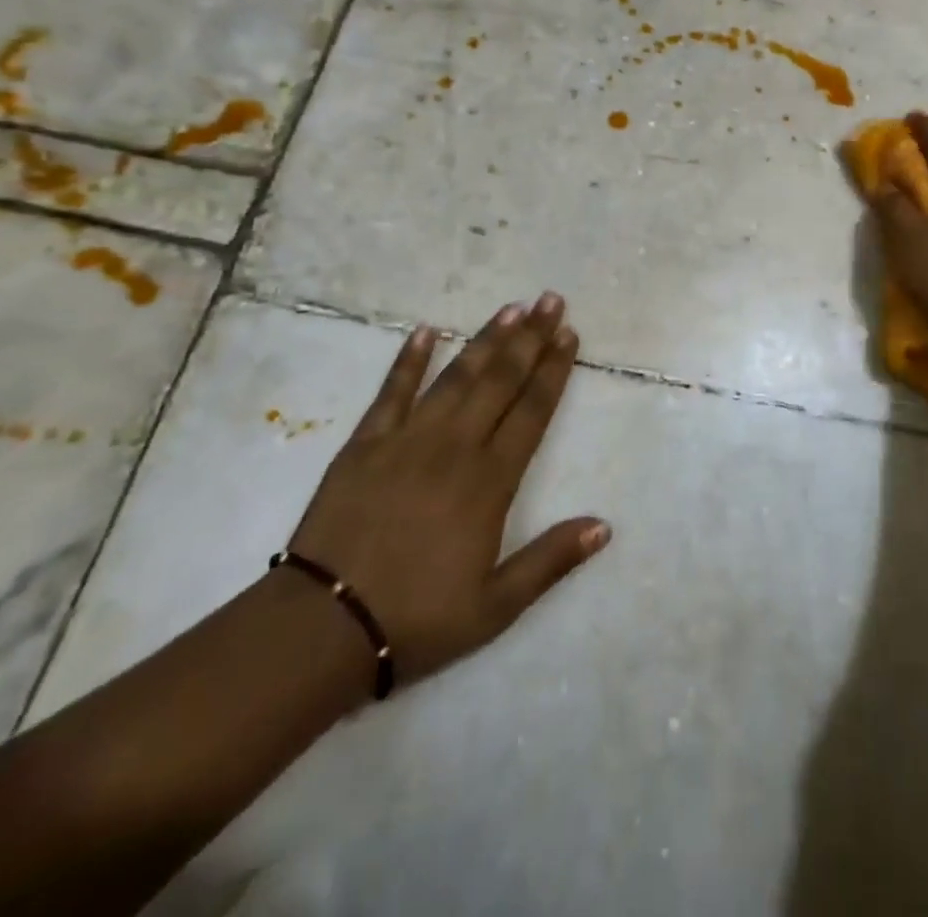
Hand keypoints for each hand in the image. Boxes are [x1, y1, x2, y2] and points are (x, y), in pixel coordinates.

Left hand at [286, 293, 608, 689]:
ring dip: (486, 339)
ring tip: (510, 307)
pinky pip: (392, 390)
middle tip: (550, 300)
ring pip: (457, 376)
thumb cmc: (417, 618)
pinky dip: (409, 359)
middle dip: (530, 337)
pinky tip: (425, 330)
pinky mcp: (365, 443)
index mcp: (490, 481)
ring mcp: (407, 439)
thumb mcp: (496, 606)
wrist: (323, 628)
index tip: (570, 334)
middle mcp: (455, 446)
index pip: (532, 411)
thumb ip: (551, 560)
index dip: (554, 369)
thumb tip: (604, 525)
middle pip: (501, 380)